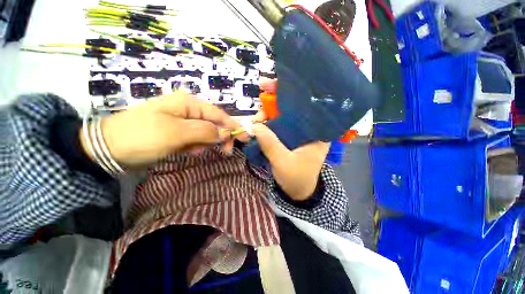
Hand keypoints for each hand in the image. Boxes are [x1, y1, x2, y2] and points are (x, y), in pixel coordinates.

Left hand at [80, 91, 247, 167]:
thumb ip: (205, 131)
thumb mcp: (176, 132)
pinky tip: (190, 151)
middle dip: (220, 137)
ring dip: (206, 143)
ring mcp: (182, 121)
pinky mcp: (177, 132)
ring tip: (196, 151)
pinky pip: (195, 138)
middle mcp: (188, 109)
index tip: (245, 139)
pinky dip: (196, 146)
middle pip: (214, 123)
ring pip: (206, 132)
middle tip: (225, 152)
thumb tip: (225, 133)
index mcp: (189, 103)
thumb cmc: (142, 136)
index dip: (233, 127)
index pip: (219, 115)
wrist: (108, 148)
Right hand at [252, 79, 330, 200]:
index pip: (307, 103)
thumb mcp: (283, 163)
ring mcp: (297, 132)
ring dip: (267, 113)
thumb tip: (255, 126)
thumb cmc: (297, 178)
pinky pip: (277, 125)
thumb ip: (271, 144)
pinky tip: (258, 124)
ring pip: (282, 115)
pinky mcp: (288, 137)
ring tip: (255, 120)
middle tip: (260, 96)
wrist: (297, 191)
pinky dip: (266, 123)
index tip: (273, 85)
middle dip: (275, 99)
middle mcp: (308, 127)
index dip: (291, 91)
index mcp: (316, 131)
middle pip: (292, 106)